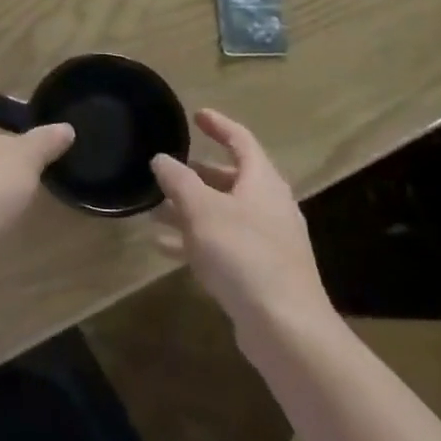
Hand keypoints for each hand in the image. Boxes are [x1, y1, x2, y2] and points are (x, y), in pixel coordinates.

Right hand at [150, 109, 337, 355]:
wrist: (285, 325)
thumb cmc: (243, 254)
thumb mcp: (201, 209)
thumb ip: (178, 180)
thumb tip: (161, 158)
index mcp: (263, 182)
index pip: (241, 140)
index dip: (219, 125)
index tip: (197, 115)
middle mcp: (270, 206)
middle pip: (232, 179)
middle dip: (198, 174)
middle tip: (168, 169)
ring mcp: (268, 241)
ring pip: (223, 213)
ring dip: (190, 209)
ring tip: (155, 210)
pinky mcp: (261, 271)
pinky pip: (223, 243)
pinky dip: (196, 239)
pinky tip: (164, 248)